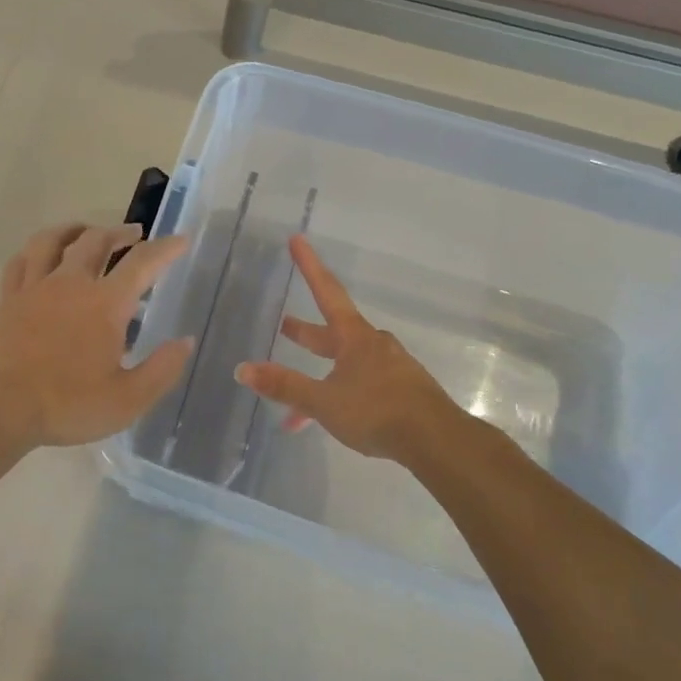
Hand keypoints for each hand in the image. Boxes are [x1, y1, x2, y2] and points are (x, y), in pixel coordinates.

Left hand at [0, 223, 193, 450]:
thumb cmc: (67, 405)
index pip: (142, 263)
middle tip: (133, 234)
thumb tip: (185, 341)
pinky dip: (35, 251)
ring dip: (74, 230)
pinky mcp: (8, 299)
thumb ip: (161, 369)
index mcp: (105, 304)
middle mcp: (70, 283)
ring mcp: (35, 288)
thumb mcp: (127, 400)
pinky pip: (20, 262)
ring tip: (85, 231)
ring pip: (53, 240)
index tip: (181, 240)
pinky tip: (39, 254)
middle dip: (119, 232)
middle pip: (96, 240)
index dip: (165, 248)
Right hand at [234, 236, 478, 465]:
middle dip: (306, 332)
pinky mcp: (401, 392)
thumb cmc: (377, 411)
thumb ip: (285, 386)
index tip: (297, 239)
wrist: (437, 441)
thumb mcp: (323, 401)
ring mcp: (390, 368)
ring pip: (345, 365)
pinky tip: (331, 420)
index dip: (309, 265)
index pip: (326, 291)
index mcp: (353, 337)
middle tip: (284, 324)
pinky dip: (339, 396)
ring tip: (297, 400)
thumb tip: (242, 369)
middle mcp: (373, 345)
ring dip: (319, 375)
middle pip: (333, 331)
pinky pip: (360, 387)